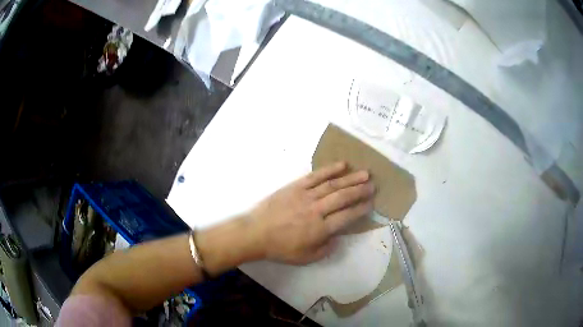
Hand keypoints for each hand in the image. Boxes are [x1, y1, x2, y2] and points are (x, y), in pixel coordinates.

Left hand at [249, 162, 374, 264]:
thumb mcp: (306, 258)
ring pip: (333, 185)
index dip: (361, 209)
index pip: (347, 216)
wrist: (256, 233)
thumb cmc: (281, 248)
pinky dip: (329, 170)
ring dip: (351, 178)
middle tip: (373, 185)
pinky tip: (342, 165)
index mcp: (320, 229)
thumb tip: (337, 237)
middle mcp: (316, 210)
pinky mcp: (295, 186)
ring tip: (365, 174)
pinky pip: (315, 176)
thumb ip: (325, 249)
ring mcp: (306, 196)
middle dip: (360, 191)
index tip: (371, 203)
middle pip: (343, 197)